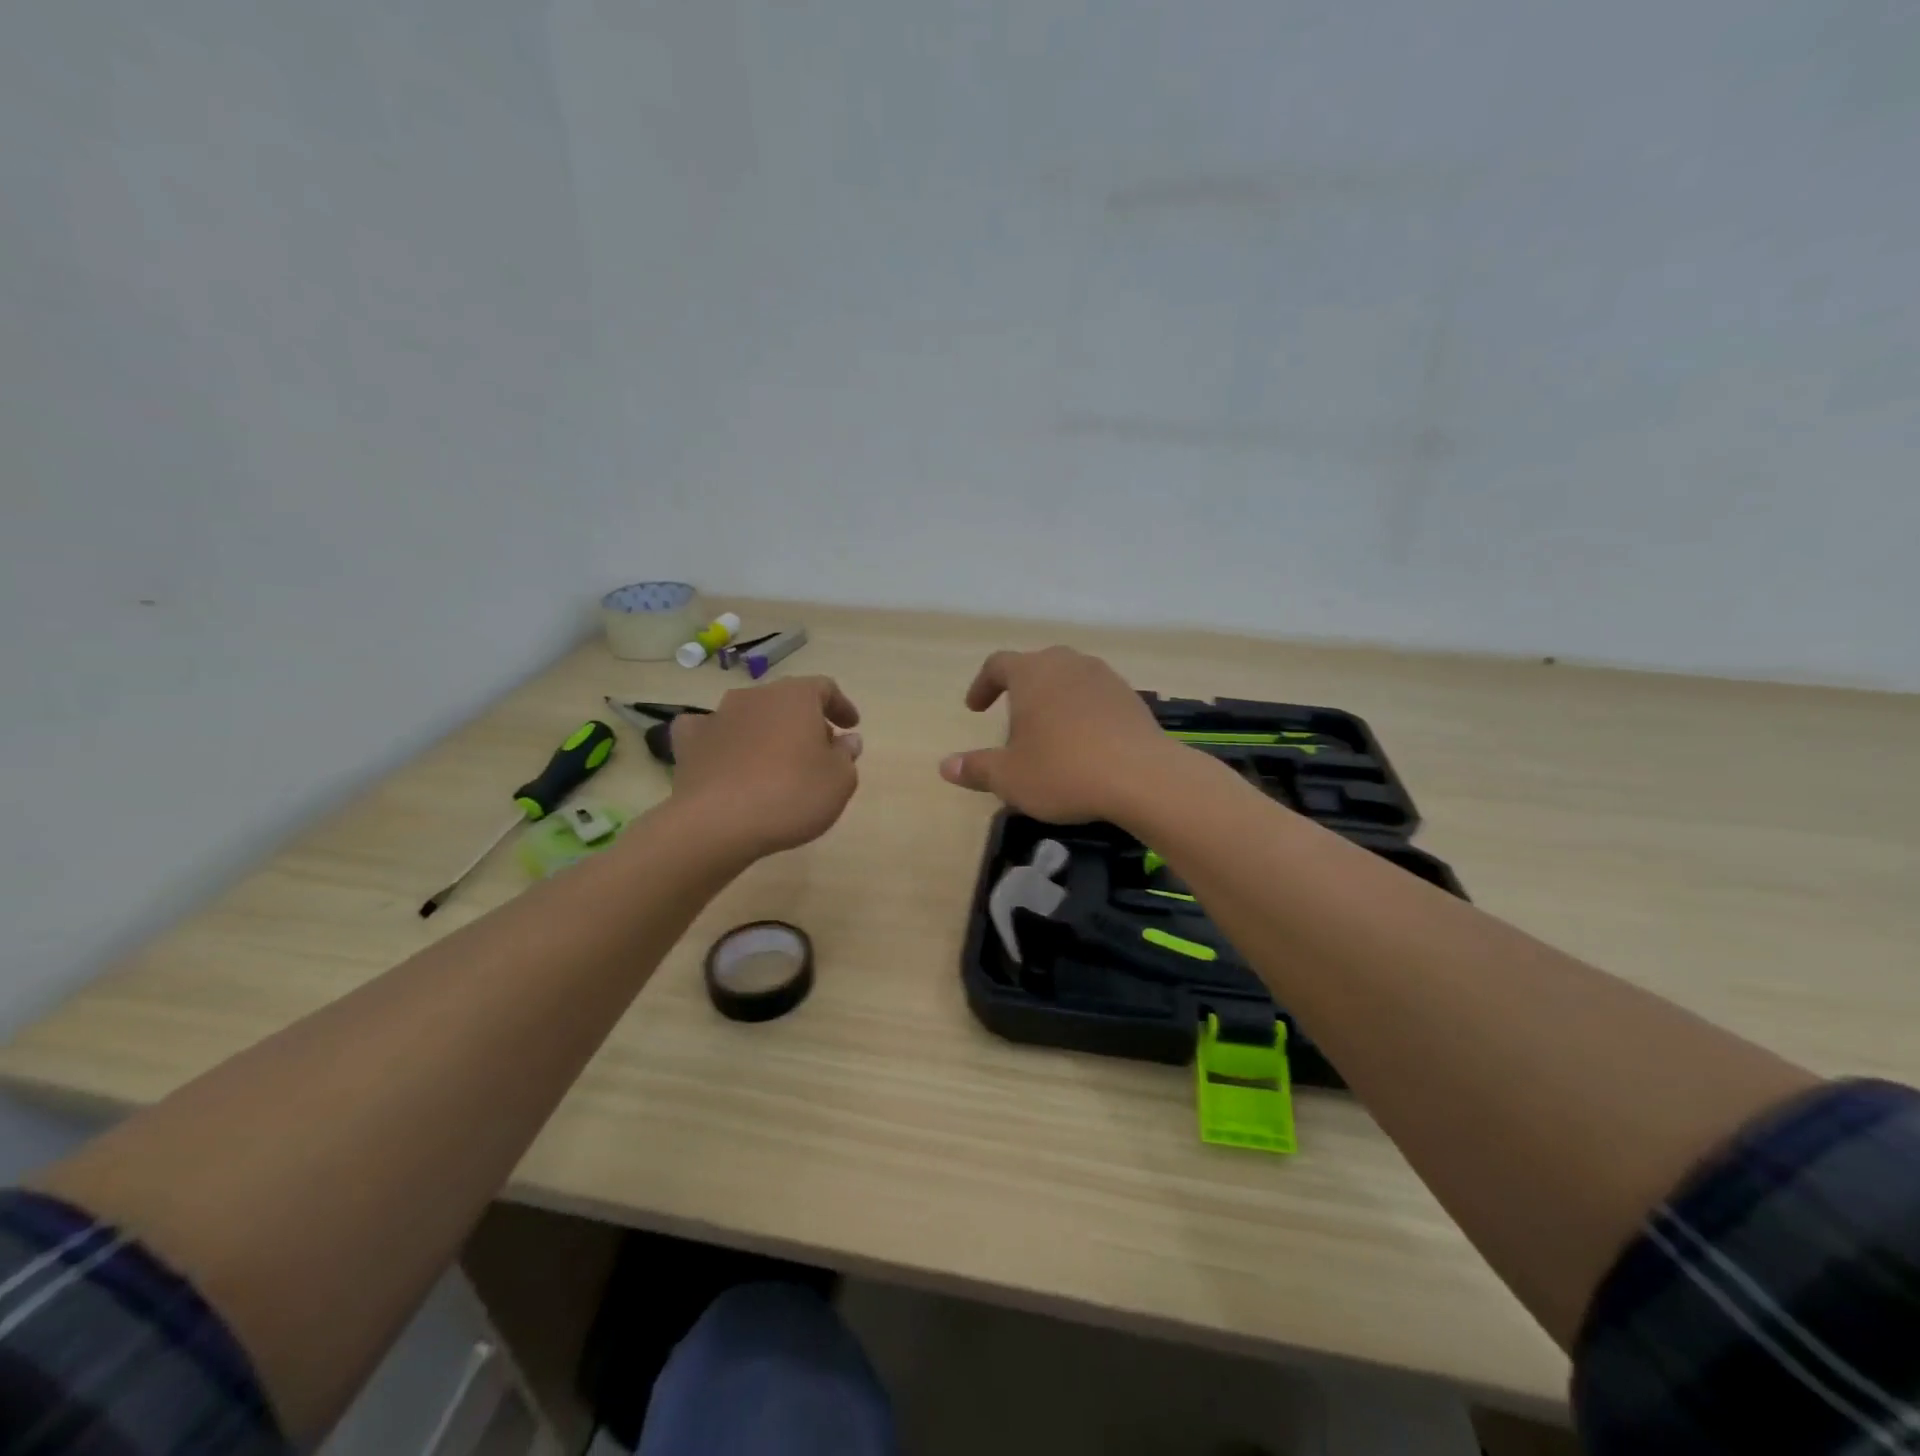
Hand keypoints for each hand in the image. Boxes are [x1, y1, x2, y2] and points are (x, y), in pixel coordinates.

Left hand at [669, 677, 862, 858]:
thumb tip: (847, 740)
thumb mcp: (839, 780)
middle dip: (804, 721)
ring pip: (750, 715)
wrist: (717, 823)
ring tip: (776, 760)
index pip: (825, 688)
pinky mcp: (689, 743)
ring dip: (766, 731)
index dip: (841, 706)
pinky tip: (725, 757)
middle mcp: (755, 696)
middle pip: (786, 700)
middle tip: (818, 750)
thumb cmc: (791, 795)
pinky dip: (721, 741)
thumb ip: (846, 755)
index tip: (851, 726)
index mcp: (795, 696)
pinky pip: (708, 732)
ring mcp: (718, 716)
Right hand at [939, 647, 1175, 823]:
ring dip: (1054, 699)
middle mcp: (1068, 664)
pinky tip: (1085, 743)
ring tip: (1050, 732)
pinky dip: (1083, 712)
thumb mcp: (1010, 777)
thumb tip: (946, 766)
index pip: (998, 664)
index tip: (976, 708)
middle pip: (1036, 666)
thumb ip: (976, 768)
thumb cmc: (1063, 770)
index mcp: (1031, 673)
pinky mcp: (1132, 697)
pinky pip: (1096, 697)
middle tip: (1014, 720)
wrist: (1142, 777)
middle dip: (1021, 690)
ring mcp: (1104, 677)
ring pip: (1069, 679)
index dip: (983, 685)